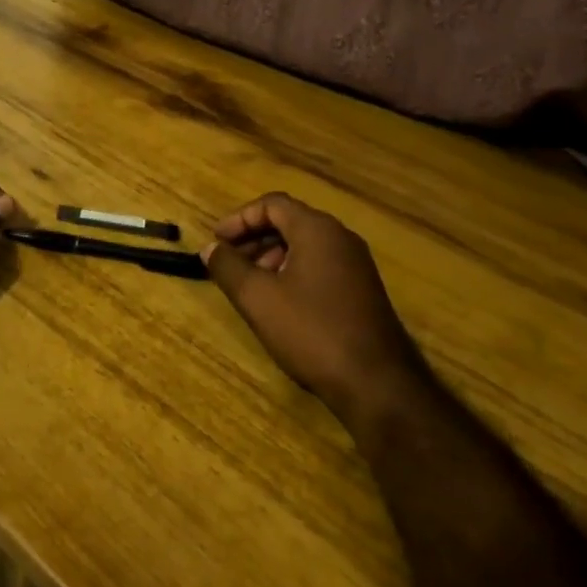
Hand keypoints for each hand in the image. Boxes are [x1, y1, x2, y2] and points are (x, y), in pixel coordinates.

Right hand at [203, 193, 419, 427]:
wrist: (376, 382)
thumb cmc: (311, 331)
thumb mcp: (258, 298)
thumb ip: (228, 267)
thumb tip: (210, 249)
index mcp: (317, 230)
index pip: (272, 204)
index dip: (239, 219)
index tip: (216, 242)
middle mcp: (340, 238)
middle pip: (289, 221)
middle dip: (254, 238)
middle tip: (228, 263)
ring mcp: (356, 264)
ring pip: (305, 245)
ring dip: (271, 257)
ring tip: (249, 285)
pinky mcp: (362, 290)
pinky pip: (320, 265)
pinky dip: (293, 272)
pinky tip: (279, 303)